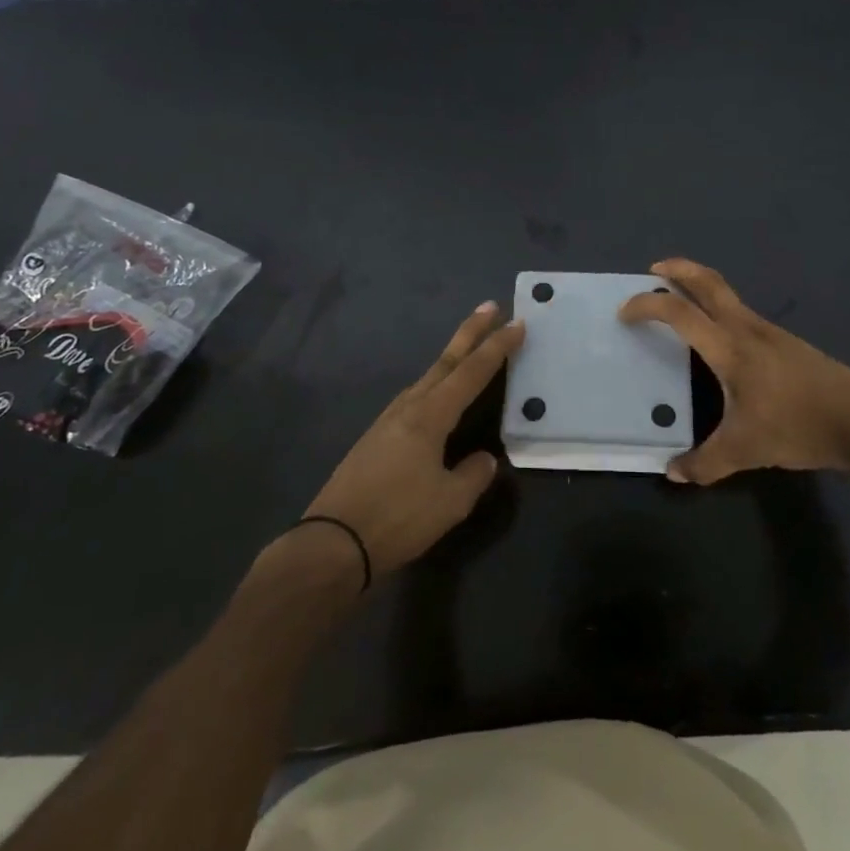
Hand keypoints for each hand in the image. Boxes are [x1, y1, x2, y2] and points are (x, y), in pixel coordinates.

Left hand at [302, 302, 521, 576]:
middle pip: (445, 362)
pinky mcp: (375, 439)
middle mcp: (408, 408)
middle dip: (470, 333)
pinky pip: (414, 399)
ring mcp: (387, 421)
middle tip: (489, 306)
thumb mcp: (449, 502)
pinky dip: (434, 385)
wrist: (332, 543)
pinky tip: (436, 399)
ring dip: (451, 359)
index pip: (472, 372)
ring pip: (427, 378)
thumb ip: (473, 475)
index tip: (517, 323)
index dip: (497, 347)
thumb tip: (484, 459)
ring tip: (469, 350)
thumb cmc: (397, 518)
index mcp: (430, 416)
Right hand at [618, 258, 849, 485]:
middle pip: (708, 282)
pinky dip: (718, 307)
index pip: (679, 312)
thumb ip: (704, 463)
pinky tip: (717, 337)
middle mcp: (746, 328)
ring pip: (727, 293)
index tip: (624, 311)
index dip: (647, 305)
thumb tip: (672, 474)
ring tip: (679, 301)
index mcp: (729, 347)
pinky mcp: (783, 340)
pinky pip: (740, 311)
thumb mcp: (745, 450)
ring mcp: (768, 331)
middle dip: (678, 269)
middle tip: (653, 270)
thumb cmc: (797, 426)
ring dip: (699, 286)